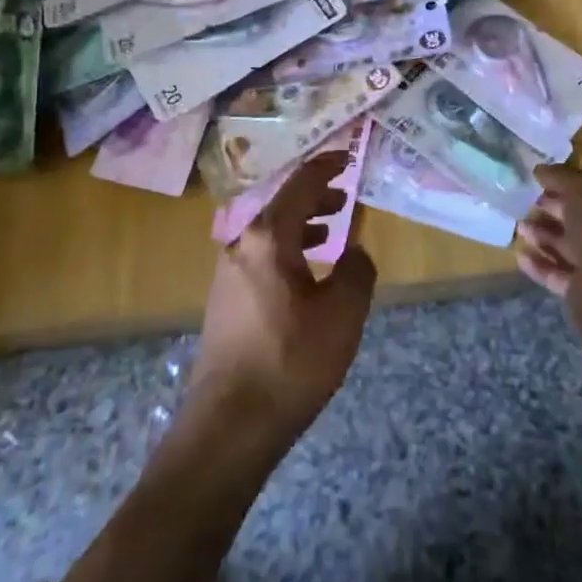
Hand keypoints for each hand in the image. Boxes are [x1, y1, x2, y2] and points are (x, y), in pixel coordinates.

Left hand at [190, 151, 376, 453]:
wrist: (230, 425)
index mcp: (267, 238)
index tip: (348, 156)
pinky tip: (308, 273)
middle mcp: (241, 245)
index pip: (301, 184)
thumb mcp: (342, 314)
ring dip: (303, 225)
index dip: (326, 166)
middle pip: (282, 206)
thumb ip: (356, 271)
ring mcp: (227, 274)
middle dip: (316, 197)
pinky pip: (261, 257)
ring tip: (333, 229)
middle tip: (346, 195)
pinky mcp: (225, 301)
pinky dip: (289, 250)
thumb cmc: (291, 361)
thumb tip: (353, 250)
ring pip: (271, 233)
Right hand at [516, 165, 581, 302]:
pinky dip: (539, 265)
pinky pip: (558, 275)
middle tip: (527, 203)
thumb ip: (561, 177)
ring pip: (569, 248)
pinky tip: (520, 255)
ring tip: (519, 227)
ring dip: (543, 236)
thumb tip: (540, 170)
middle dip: (554, 211)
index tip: (543, 181)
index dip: (570, 185)